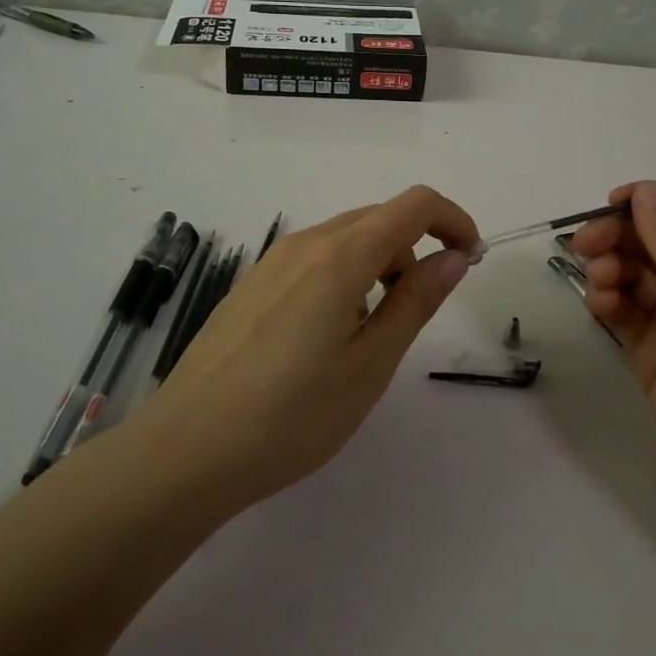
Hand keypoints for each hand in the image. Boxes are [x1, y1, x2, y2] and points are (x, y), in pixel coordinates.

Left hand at [140, 186, 478, 509]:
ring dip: (379, 262)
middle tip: (421, 307)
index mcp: (340, 256)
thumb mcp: (369, 365)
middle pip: (379, 217)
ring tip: (373, 331)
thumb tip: (454, 257)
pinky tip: (327, 334)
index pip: (414, 205)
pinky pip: (314, 257)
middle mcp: (305, 243)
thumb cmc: (291, 416)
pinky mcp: (251, 283)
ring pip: (345, 237)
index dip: (453, 220)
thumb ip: (415, 302)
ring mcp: (271, 261)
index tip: (469, 260)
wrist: (185, 450)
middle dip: (416, 247)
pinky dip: (344, 274)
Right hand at [569, 182, 655, 523]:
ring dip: (612, 270)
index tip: (610, 204)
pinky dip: (610, 303)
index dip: (653, 201)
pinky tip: (600, 307)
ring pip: (637, 276)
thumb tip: (644, 191)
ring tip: (599, 284)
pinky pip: (627, 313)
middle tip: (583, 245)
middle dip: (620, 237)